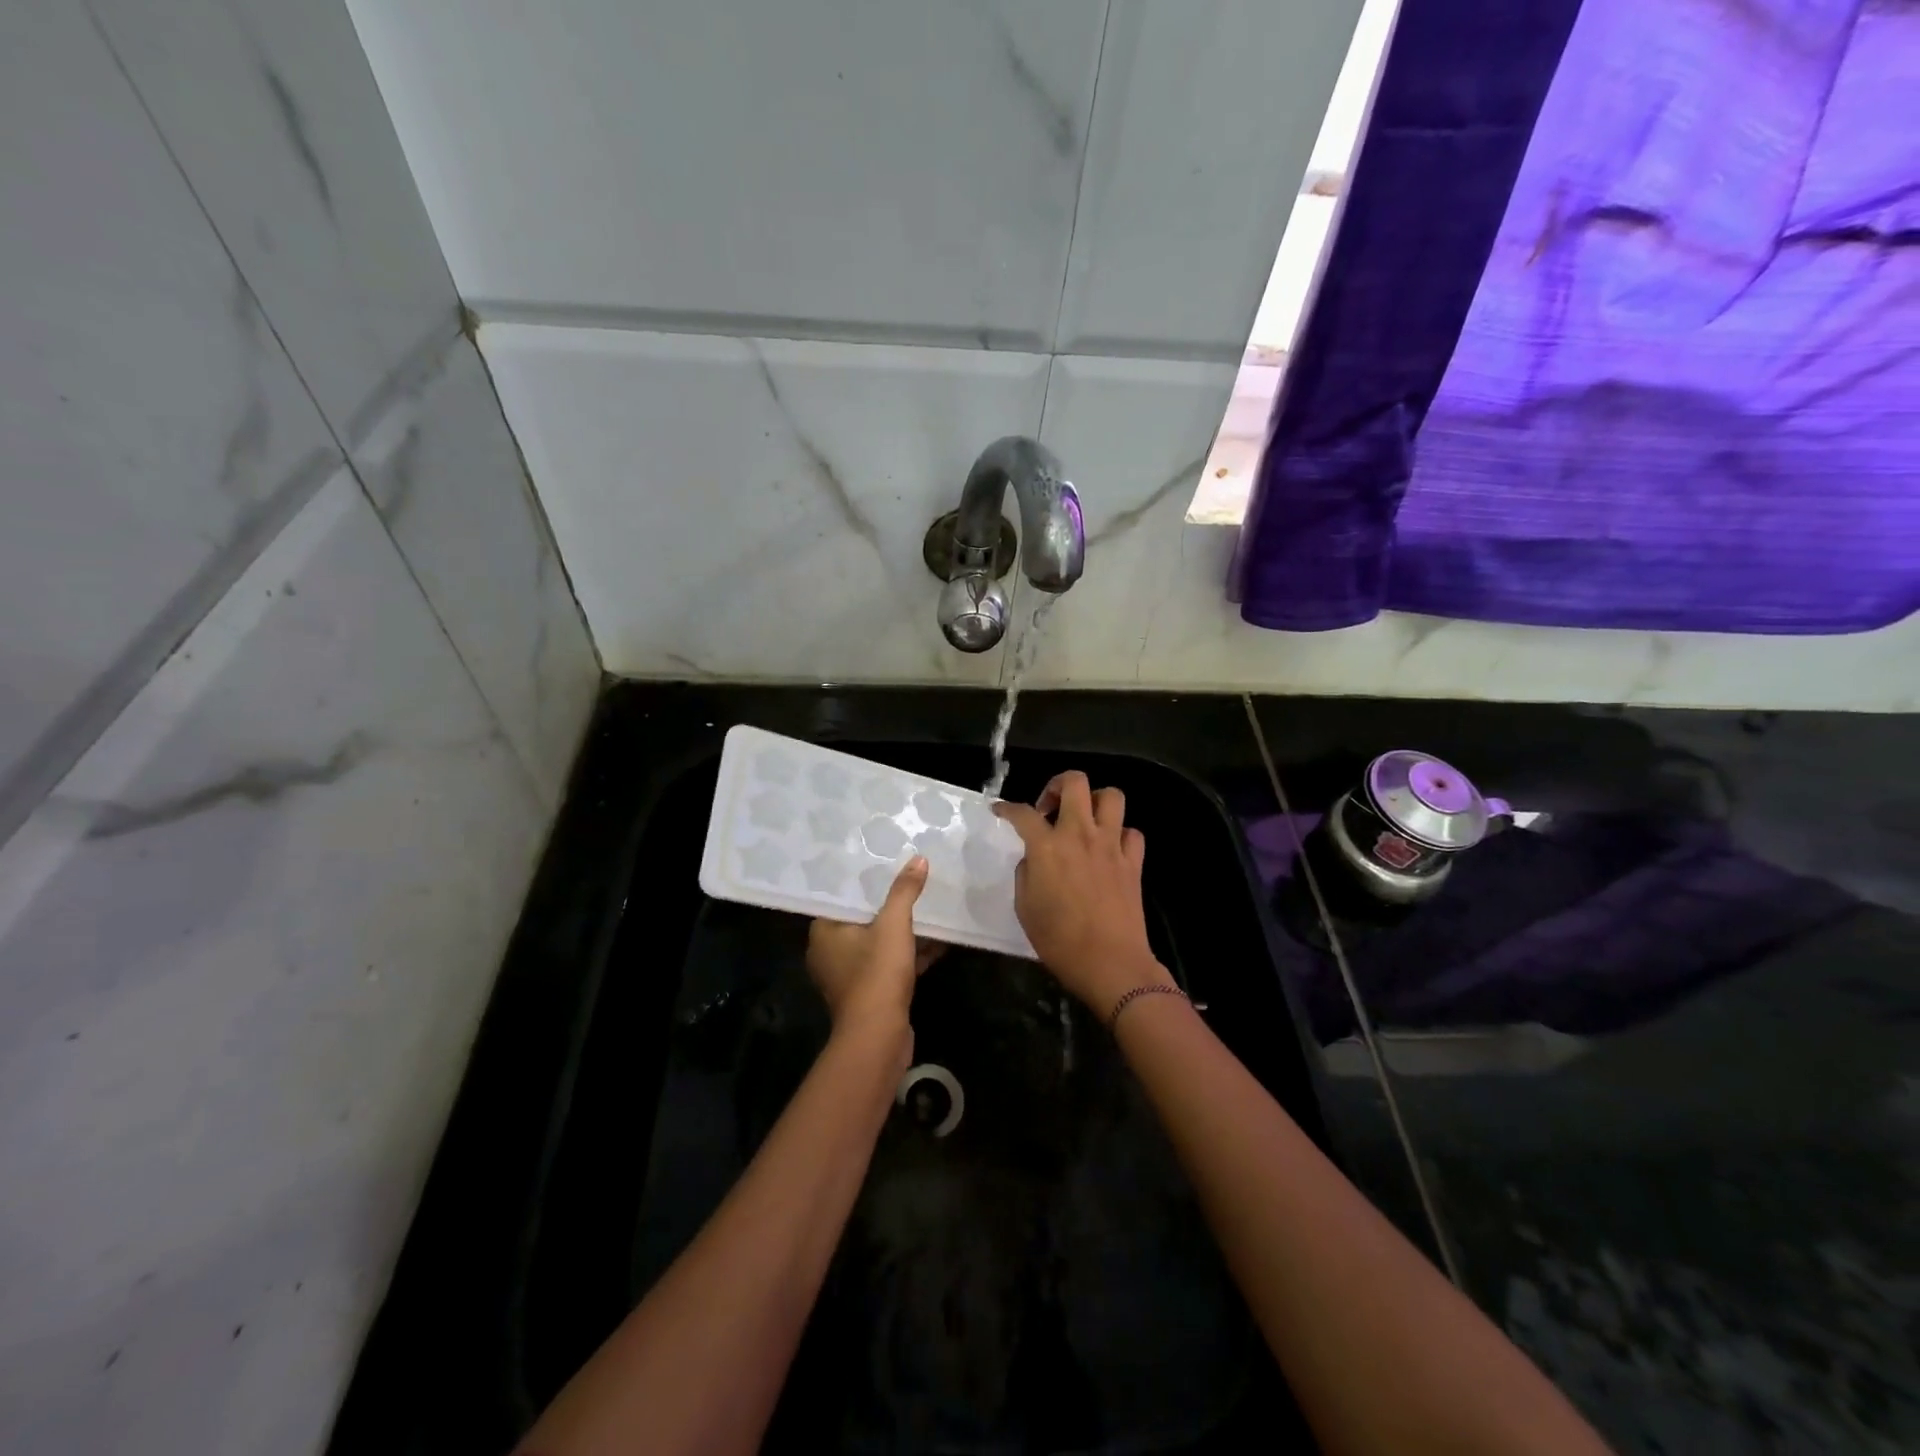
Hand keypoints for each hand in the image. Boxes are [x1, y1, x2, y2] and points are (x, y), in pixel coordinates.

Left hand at [806, 856, 940, 1041]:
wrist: (878, 1038)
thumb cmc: (876, 974)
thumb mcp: (893, 925)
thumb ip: (905, 892)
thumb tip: (918, 860)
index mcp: (824, 933)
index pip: (842, 898)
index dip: (864, 883)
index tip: (885, 865)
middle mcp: (830, 953)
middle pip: (862, 920)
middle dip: (889, 906)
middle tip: (911, 882)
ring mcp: (849, 976)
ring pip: (878, 943)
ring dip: (903, 931)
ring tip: (929, 908)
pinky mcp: (869, 994)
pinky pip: (889, 965)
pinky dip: (909, 955)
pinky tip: (937, 942)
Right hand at [994, 772, 1173, 1011]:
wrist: (1110, 963)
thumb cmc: (1059, 941)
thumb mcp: (1025, 907)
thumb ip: (1026, 874)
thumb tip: (1033, 859)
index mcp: (1047, 847)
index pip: (1022, 813)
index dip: (1007, 808)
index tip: (1001, 811)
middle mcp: (1080, 835)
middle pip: (1075, 782)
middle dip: (1057, 785)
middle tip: (1049, 808)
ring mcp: (1111, 845)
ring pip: (1111, 796)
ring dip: (1094, 801)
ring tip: (1083, 820)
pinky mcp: (1133, 862)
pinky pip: (1132, 833)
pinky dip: (1120, 834)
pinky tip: (1109, 848)